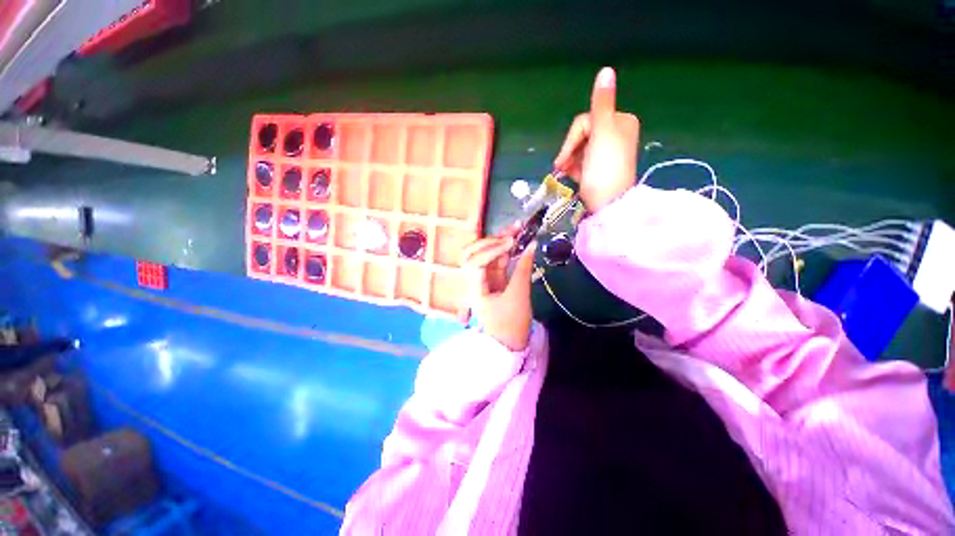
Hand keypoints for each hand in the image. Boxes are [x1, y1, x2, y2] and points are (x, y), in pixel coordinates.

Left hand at [458, 223, 536, 351]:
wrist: (509, 345)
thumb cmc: (511, 325)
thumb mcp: (518, 296)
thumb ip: (523, 269)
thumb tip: (532, 245)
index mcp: (473, 287)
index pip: (475, 261)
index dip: (492, 249)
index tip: (512, 242)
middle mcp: (474, 280)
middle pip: (473, 253)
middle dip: (491, 239)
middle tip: (513, 231)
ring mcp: (483, 279)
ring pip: (486, 254)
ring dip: (499, 240)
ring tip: (517, 228)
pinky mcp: (494, 279)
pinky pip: (497, 260)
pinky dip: (506, 250)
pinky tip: (517, 241)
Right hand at [553, 67, 640, 212]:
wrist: (607, 203)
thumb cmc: (605, 168)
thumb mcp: (603, 132)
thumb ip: (602, 103)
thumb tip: (606, 69)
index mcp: (620, 122)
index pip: (585, 121)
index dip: (572, 139)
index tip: (564, 157)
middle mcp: (615, 134)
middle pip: (582, 135)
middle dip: (570, 150)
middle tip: (562, 166)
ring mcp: (607, 153)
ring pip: (579, 149)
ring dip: (569, 160)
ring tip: (566, 173)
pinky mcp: (599, 168)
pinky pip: (581, 161)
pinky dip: (574, 168)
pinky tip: (573, 177)